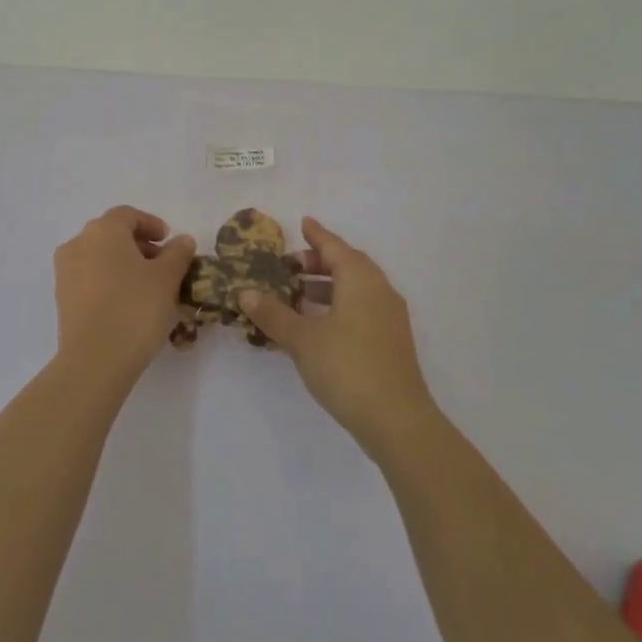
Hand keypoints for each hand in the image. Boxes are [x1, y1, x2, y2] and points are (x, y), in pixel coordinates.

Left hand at [54, 206, 196, 384]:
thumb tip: (182, 240)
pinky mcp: (61, 297)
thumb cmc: (135, 309)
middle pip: (111, 234)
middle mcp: (78, 243)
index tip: (169, 241)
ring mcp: (65, 271)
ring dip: (122, 264)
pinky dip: (108, 280)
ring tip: (146, 286)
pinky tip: (126, 302)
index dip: (151, 224)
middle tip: (162, 265)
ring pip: (98, 256)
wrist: (94, 360)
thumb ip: (177, 253)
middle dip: (138, 245)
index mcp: (103, 230)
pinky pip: (89, 278)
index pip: (128, 215)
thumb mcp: (167, 278)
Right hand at [238, 218, 438, 456]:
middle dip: (320, 261)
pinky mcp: (392, 340)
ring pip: (357, 288)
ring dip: (328, 286)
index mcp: (360, 279)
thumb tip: (245, 292)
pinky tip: (319, 324)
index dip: (317, 235)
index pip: (335, 247)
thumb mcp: (302, 339)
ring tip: (298, 294)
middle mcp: (380, 290)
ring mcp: (390, 316)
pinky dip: (339, 305)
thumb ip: (273, 313)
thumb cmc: (346, 367)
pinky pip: (362, 308)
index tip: (303, 222)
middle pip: (349, 265)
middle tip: (291, 265)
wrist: (396, 419)